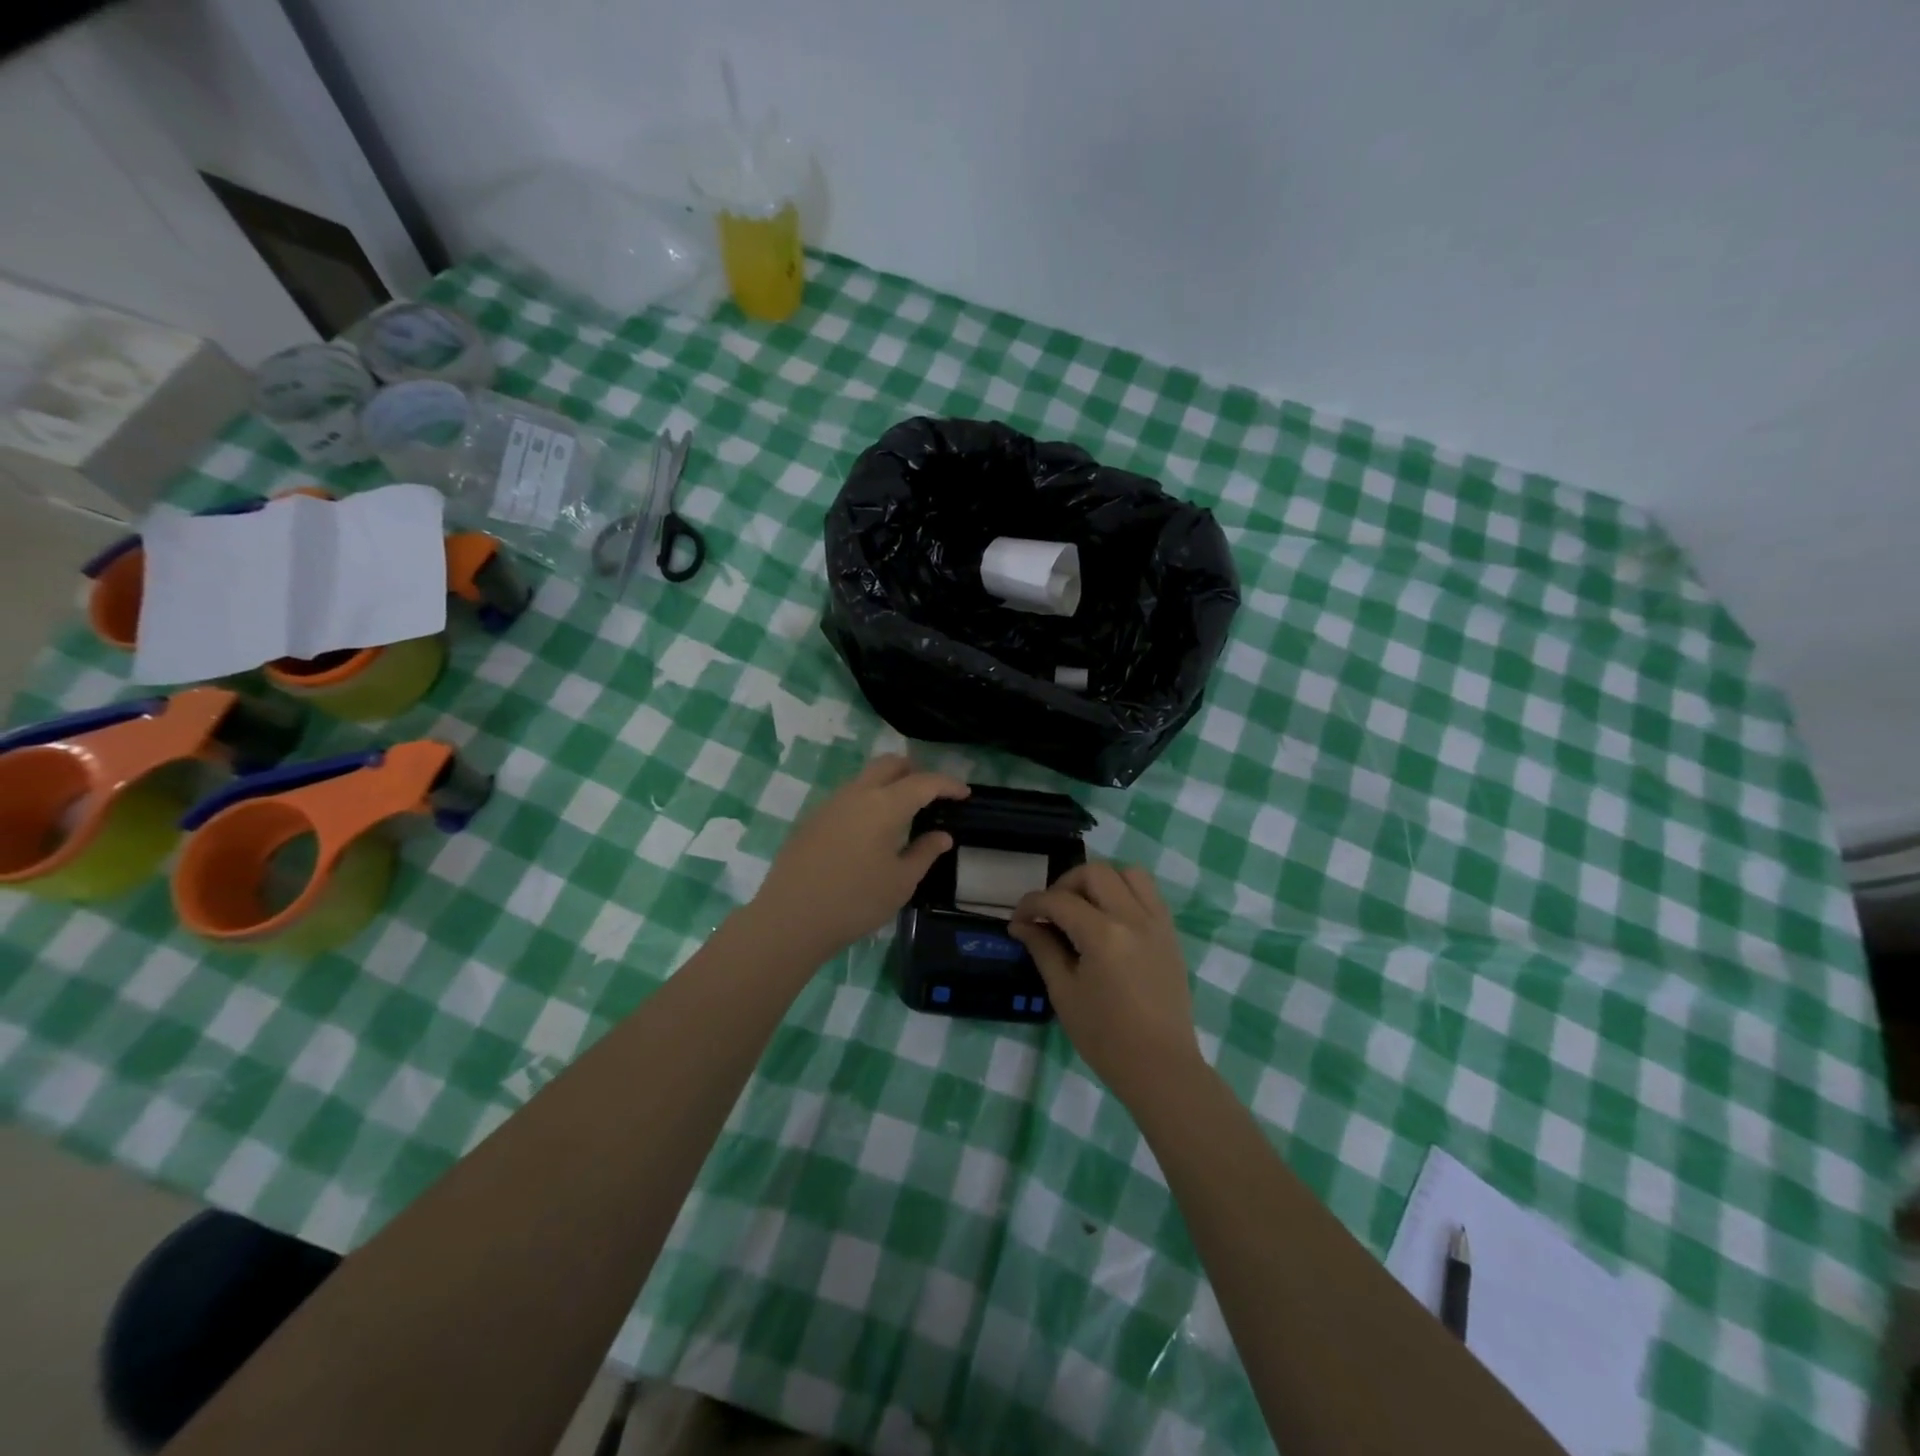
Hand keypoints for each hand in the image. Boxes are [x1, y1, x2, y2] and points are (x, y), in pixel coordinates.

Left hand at [750, 756, 967, 961]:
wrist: (790, 918)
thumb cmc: (855, 901)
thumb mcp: (900, 882)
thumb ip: (924, 853)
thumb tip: (942, 835)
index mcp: (884, 805)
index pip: (924, 782)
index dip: (948, 784)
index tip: (964, 793)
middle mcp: (857, 794)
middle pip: (890, 764)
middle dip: (915, 771)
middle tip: (932, 795)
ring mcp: (830, 804)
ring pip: (865, 778)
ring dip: (888, 784)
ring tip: (902, 813)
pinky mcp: (812, 819)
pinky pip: (848, 797)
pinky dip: (867, 801)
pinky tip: (870, 831)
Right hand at [1010, 863, 1202, 1104]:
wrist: (1160, 1066)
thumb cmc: (1105, 1037)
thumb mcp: (1064, 993)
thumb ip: (1043, 949)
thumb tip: (1022, 924)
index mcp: (1103, 935)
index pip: (1059, 900)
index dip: (1032, 905)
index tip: (1018, 920)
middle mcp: (1133, 918)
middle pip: (1095, 872)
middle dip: (1065, 884)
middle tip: (1051, 912)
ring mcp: (1157, 922)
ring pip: (1128, 873)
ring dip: (1100, 882)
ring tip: (1084, 908)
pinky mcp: (1170, 933)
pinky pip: (1148, 893)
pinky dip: (1125, 893)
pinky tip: (1110, 919)